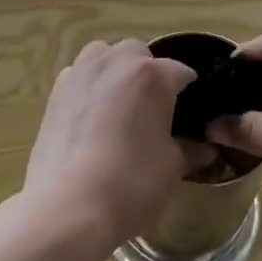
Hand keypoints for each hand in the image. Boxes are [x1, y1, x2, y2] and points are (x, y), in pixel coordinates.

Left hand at [22, 40, 198, 256]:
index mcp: (152, 76)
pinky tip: (91, 117)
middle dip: (148, 73)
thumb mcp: (171, 169)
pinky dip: (89, 85)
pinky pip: (79, 74)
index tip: (190, 113)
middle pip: (139, 54)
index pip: (181, 72)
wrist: (68, 206)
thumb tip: (205, 148)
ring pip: (104, 55)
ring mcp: (82, 72)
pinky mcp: (56, 90)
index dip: (189, 92)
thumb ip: (189, 150)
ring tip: (119, 105)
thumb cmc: (131, 185)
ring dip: (115, 70)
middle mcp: (116, 62)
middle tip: (152, 109)